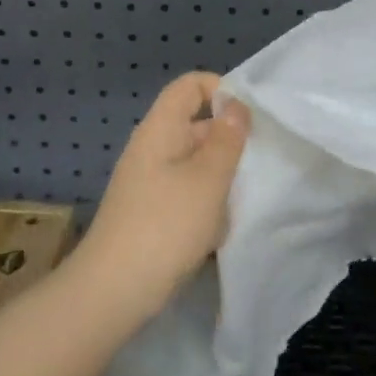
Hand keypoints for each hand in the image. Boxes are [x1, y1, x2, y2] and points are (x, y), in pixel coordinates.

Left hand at [79, 72, 249, 315]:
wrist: (114, 290)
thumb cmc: (166, 225)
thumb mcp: (208, 178)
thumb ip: (227, 139)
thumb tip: (235, 105)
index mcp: (160, 129)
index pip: (188, 86)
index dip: (220, 88)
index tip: (251, 114)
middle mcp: (151, 149)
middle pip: (193, 124)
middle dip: (228, 138)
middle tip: (261, 158)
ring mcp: (148, 183)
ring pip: (193, 162)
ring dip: (220, 174)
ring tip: (246, 193)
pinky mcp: (151, 213)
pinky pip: (185, 193)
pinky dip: (206, 202)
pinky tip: (221, 225)